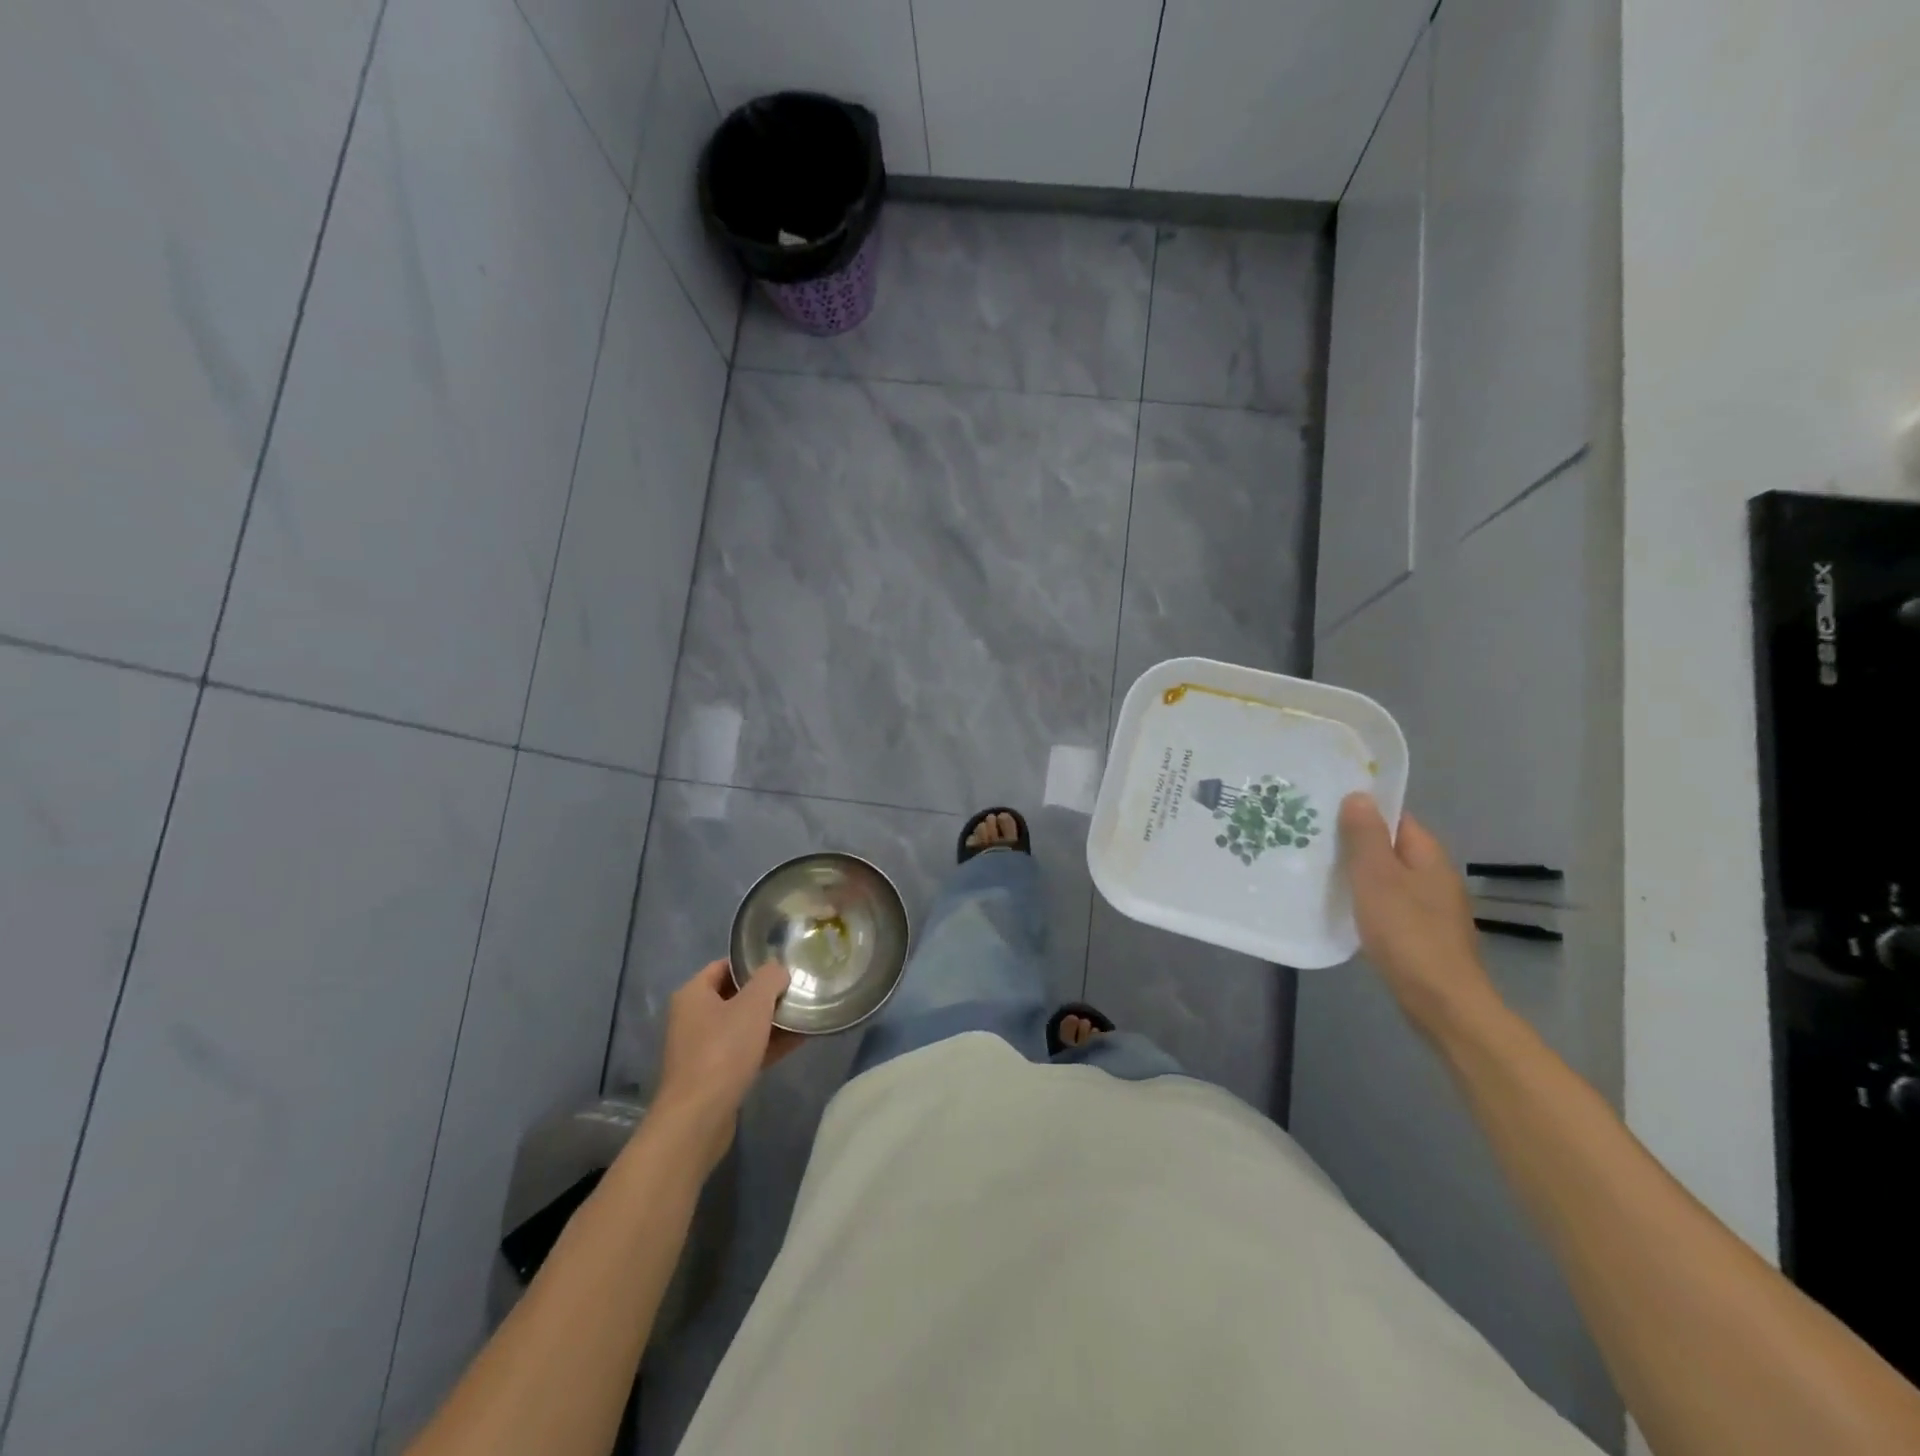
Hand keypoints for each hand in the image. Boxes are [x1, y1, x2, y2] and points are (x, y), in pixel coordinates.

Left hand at [656, 960, 799, 1171]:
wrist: (698, 1119)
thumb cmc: (722, 1051)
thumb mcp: (753, 1005)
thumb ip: (769, 978)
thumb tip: (778, 969)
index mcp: (693, 994)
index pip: (725, 965)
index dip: (754, 962)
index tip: (783, 965)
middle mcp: (693, 1018)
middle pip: (735, 995)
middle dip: (766, 993)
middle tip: (798, 988)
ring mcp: (702, 1049)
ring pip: (742, 1025)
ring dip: (771, 1020)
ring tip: (804, 1012)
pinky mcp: (714, 1075)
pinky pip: (744, 1050)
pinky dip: (768, 1044)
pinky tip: (798, 1040)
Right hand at [1339, 793, 1501, 1036]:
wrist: (1441, 1001)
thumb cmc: (1406, 932)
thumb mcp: (1377, 877)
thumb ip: (1366, 836)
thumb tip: (1359, 796)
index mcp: (1428, 856)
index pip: (1396, 818)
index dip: (1363, 811)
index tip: (1324, 810)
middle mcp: (1434, 876)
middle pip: (1391, 848)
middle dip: (1356, 843)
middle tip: (1312, 839)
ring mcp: (1431, 908)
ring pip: (1388, 878)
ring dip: (1358, 874)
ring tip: (1318, 871)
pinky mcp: (1421, 934)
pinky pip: (1389, 904)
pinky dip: (1366, 901)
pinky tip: (1342, 909)